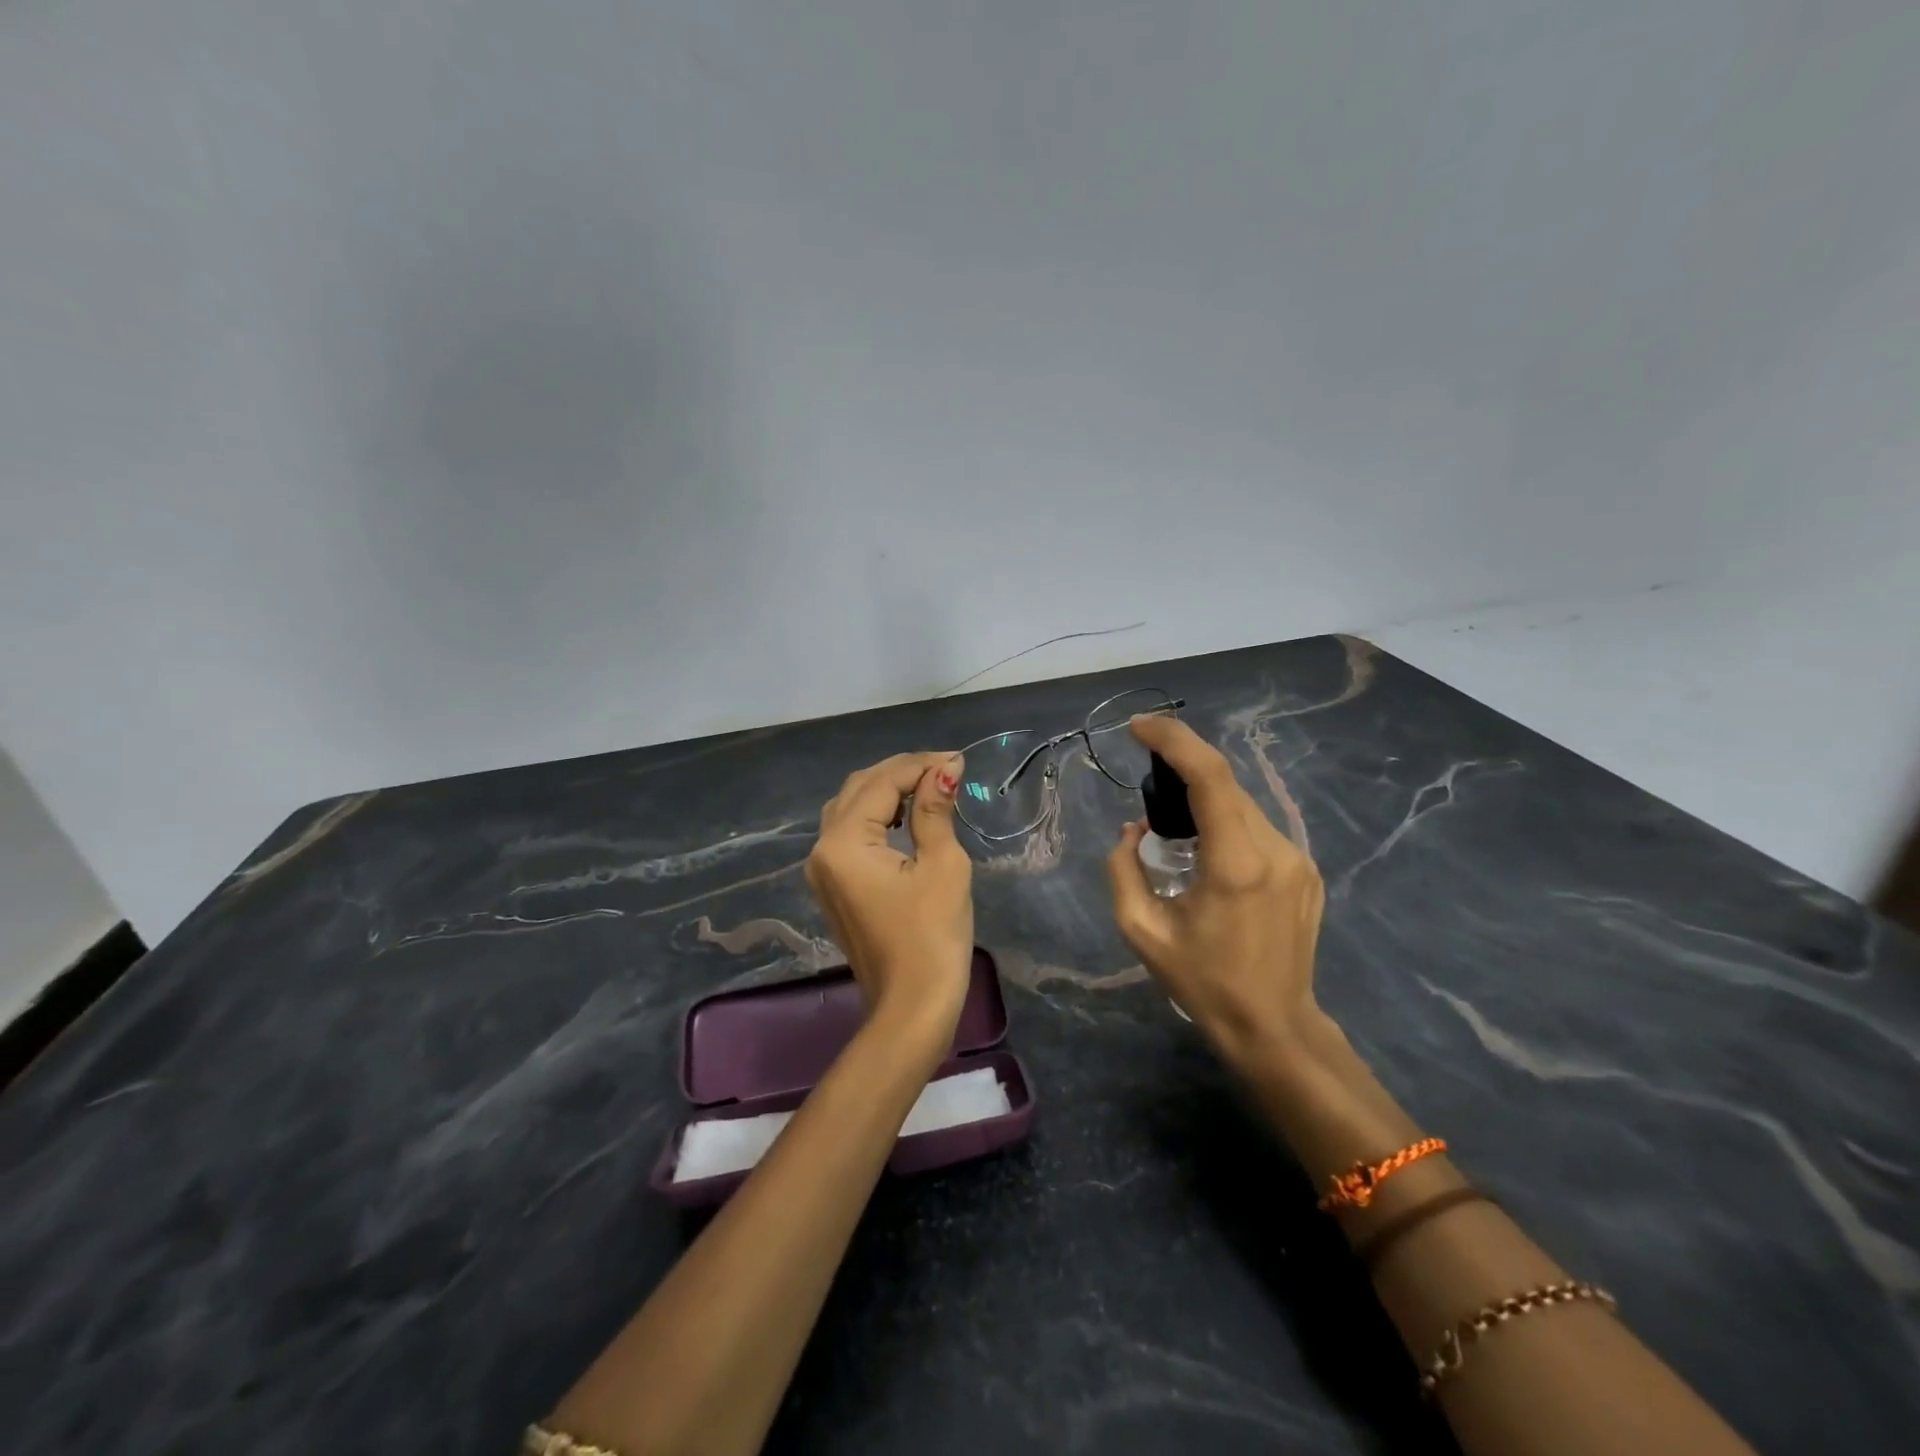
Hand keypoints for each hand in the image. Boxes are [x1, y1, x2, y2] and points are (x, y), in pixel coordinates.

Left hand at [806, 751, 974, 1039]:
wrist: (912, 1006)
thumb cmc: (932, 936)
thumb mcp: (942, 865)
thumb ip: (935, 810)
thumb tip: (944, 769)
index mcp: (844, 842)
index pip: (882, 783)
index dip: (921, 765)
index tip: (959, 760)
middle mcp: (822, 849)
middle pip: (859, 789)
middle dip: (902, 772)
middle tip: (946, 769)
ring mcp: (823, 869)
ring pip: (851, 808)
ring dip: (888, 791)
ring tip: (930, 787)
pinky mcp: (833, 885)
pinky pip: (850, 834)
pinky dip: (878, 817)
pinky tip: (908, 816)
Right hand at [1106, 714, 1327, 1072]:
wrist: (1274, 1025)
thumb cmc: (1202, 982)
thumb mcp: (1142, 930)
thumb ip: (1123, 869)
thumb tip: (1133, 831)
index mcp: (1235, 863)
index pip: (1209, 776)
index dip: (1174, 740)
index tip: (1139, 727)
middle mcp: (1275, 849)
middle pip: (1226, 785)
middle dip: (1183, 770)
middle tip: (1148, 786)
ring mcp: (1298, 859)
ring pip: (1243, 804)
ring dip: (1205, 799)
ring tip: (1175, 828)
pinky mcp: (1306, 870)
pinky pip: (1258, 828)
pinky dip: (1226, 822)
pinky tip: (1209, 853)